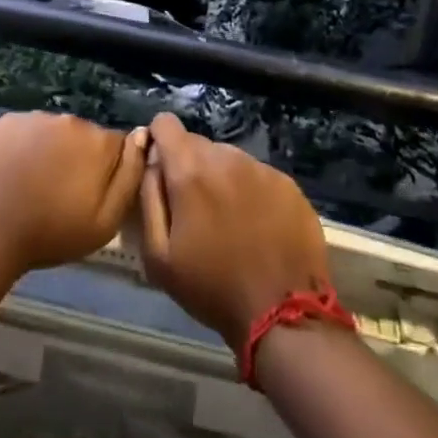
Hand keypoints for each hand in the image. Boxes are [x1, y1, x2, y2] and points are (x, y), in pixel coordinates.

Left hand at [0, 112, 145, 279]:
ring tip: (32, 185)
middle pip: (84, 137)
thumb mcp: (105, 221)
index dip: (107, 171)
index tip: (92, 194)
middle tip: (60, 193)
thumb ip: (130, 176)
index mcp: (98, 141)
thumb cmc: (50, 232)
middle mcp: (68, 119)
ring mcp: (32, 117)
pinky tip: (10, 174)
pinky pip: (23, 132)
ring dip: (49, 152)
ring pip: (52, 133)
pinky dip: (22, 148)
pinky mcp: (3, 122)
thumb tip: (142, 137)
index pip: (116, 146)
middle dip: (78, 159)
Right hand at [134, 112, 330, 349]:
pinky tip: (256, 225)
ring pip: (228, 158)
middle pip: (197, 143)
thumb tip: (151, 162)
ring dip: (221, 178)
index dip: (158, 142)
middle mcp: (226, 158)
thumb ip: (148, 197)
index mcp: (190, 171)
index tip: (161, 171)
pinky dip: (250, 191)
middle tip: (194, 208)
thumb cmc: (212, 288)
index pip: (165, 123)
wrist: (283, 314)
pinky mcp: (288, 184)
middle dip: (189, 166)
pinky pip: (258, 175)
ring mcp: (261, 169)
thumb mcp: (158, 255)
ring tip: (228, 219)